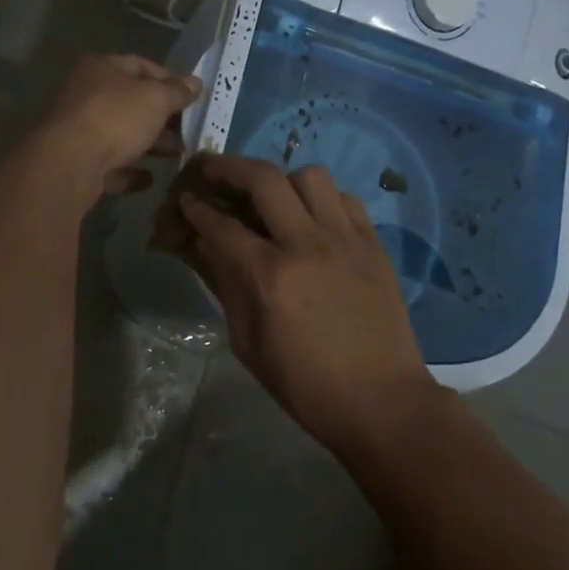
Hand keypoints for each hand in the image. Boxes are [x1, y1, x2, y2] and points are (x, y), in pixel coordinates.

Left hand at [36, 54, 199, 196]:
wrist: (70, 165)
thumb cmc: (116, 118)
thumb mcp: (156, 98)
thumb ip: (177, 91)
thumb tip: (196, 83)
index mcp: (100, 68)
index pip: (141, 65)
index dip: (169, 78)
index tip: (192, 96)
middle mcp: (86, 95)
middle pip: (131, 101)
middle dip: (162, 114)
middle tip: (188, 126)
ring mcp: (79, 130)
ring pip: (122, 133)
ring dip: (151, 143)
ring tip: (178, 152)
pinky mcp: (78, 163)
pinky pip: (111, 164)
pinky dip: (131, 169)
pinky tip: (151, 178)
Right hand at [179, 155, 442, 452]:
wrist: (382, 402)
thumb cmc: (307, 385)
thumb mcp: (249, 344)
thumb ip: (226, 286)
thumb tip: (203, 246)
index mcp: (272, 277)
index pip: (223, 225)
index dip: (197, 208)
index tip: (185, 198)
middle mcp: (308, 244)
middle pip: (265, 179)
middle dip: (230, 167)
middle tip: (214, 170)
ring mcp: (346, 239)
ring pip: (311, 176)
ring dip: (283, 180)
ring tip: (273, 198)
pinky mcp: (373, 243)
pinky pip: (346, 198)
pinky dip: (325, 200)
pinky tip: (315, 220)